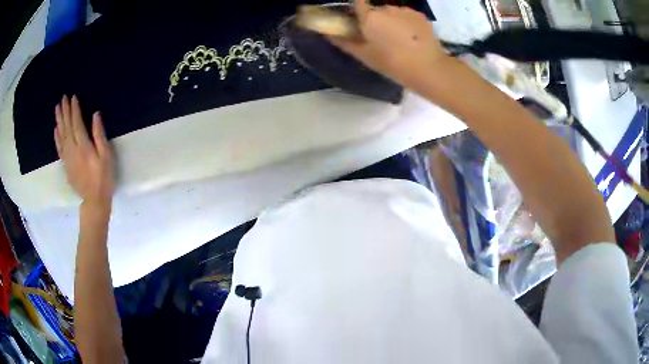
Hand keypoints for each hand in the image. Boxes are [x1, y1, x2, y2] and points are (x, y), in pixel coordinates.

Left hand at [55, 95, 114, 206]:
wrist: (94, 201)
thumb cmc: (103, 178)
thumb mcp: (106, 156)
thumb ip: (99, 135)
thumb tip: (95, 115)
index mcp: (83, 146)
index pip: (77, 123)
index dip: (74, 110)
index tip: (73, 97)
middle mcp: (72, 149)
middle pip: (67, 127)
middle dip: (65, 111)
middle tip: (63, 98)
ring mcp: (68, 158)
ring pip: (61, 135)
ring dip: (59, 121)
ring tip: (57, 108)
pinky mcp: (66, 165)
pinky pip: (59, 148)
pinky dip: (57, 137)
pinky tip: (56, 129)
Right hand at [328, 0, 449, 89]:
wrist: (428, 68)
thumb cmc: (392, 63)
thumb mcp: (365, 56)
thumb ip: (344, 42)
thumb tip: (327, 34)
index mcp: (370, 17)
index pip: (359, 2)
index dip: (358, 10)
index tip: (360, 21)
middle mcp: (386, 8)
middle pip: (377, 10)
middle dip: (377, 20)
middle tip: (382, 38)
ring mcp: (405, 10)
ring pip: (393, 12)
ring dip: (393, 21)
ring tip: (401, 40)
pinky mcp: (420, 15)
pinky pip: (408, 15)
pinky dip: (407, 23)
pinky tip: (413, 38)